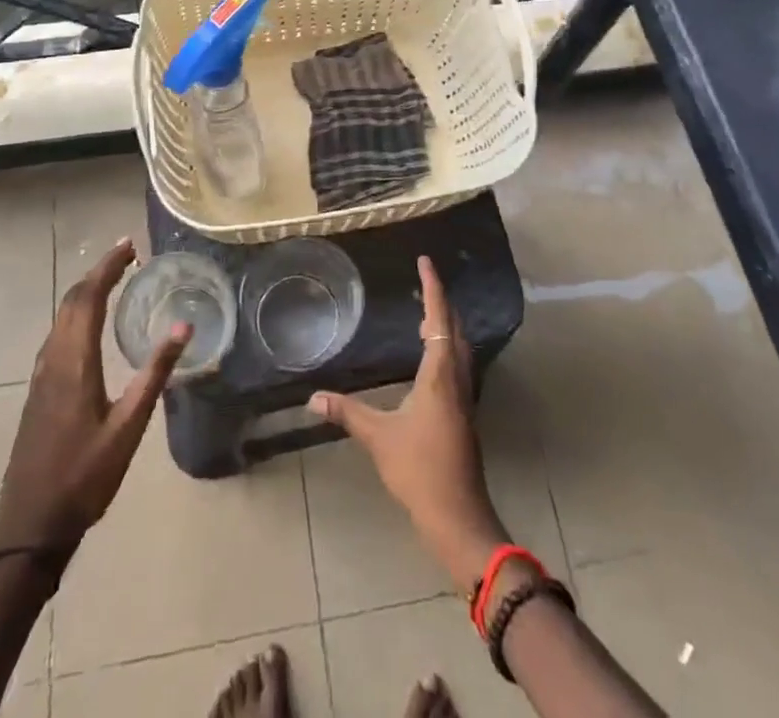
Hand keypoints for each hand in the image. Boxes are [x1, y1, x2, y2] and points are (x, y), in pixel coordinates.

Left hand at [0, 239, 186, 554]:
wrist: (29, 527)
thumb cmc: (85, 478)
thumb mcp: (128, 427)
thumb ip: (154, 374)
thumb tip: (183, 326)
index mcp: (74, 363)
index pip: (89, 298)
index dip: (108, 267)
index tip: (129, 246)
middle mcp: (53, 360)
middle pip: (71, 301)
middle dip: (97, 272)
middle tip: (126, 255)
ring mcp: (40, 376)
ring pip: (60, 317)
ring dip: (84, 291)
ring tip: (111, 279)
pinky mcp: (38, 391)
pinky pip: (56, 335)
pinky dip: (75, 313)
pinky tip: (87, 324)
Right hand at [308, 255, 508, 589]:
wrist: (458, 515)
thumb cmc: (420, 469)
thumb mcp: (379, 437)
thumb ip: (347, 413)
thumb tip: (313, 397)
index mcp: (440, 374)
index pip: (439, 318)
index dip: (433, 288)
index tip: (426, 262)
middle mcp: (457, 378)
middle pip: (455, 328)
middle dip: (441, 302)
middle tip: (424, 282)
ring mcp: (465, 397)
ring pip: (460, 347)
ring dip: (446, 325)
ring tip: (427, 313)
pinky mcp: (464, 413)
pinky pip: (458, 364)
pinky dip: (447, 346)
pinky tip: (432, 357)